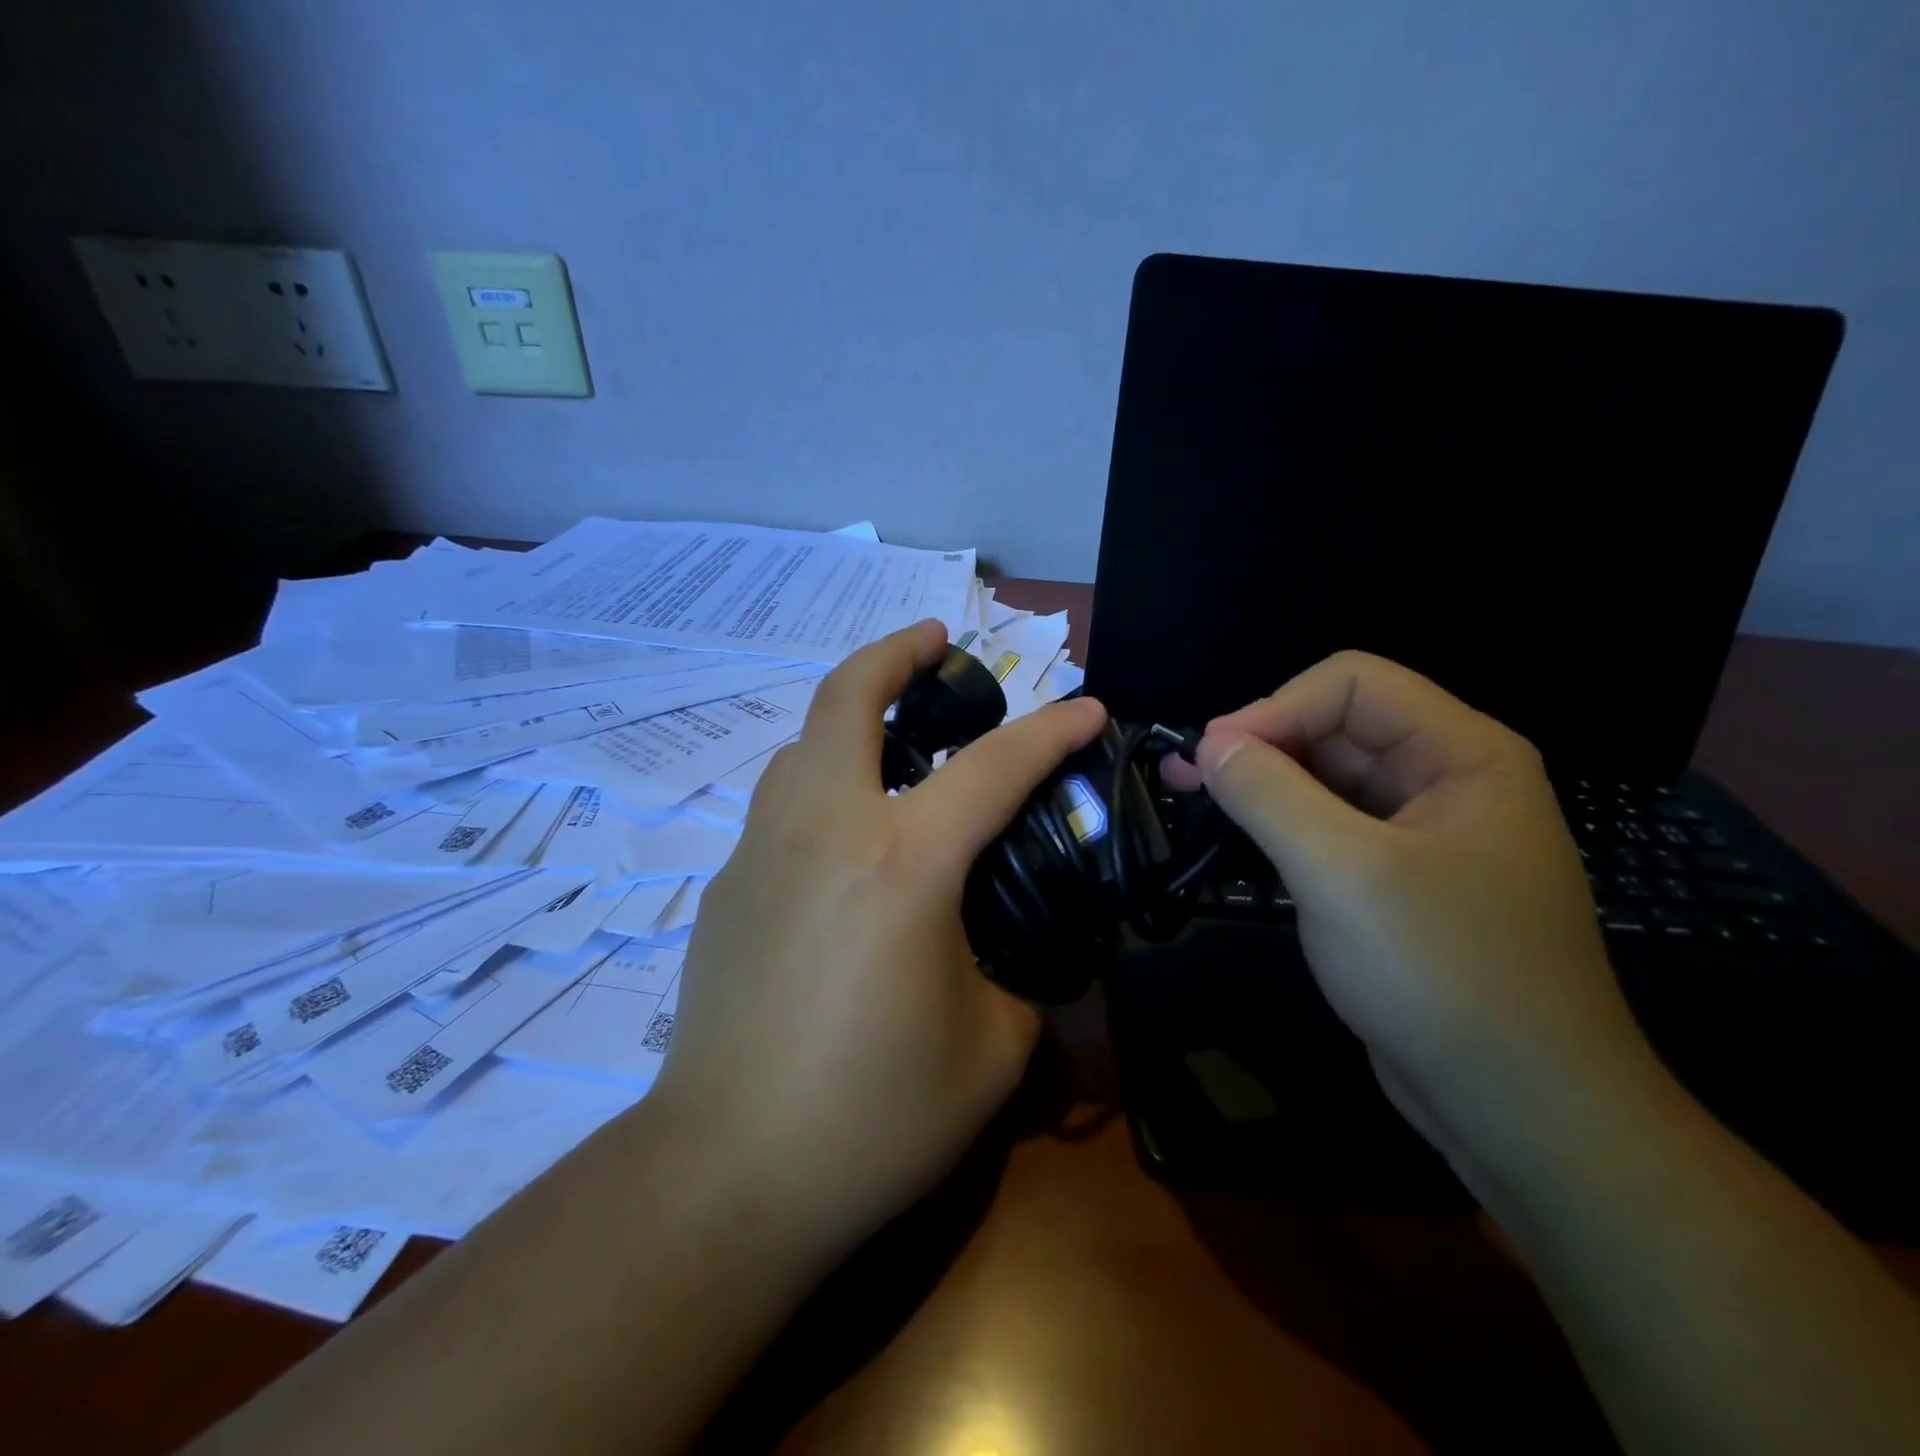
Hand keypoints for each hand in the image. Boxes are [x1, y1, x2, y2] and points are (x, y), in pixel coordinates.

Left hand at [653, 620, 1107, 1251]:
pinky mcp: (726, 887)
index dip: (1050, 729)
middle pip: (846, 697)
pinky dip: (820, 782)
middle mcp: (823, 830)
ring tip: (894, 741)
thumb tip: (1009, 956)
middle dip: (895, 652)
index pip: (994, 767)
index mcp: (901, 863)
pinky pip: (780, 802)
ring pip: (801, 742)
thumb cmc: (871, 1118)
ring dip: (850, 717)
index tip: (1086, 706)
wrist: (726, 1175)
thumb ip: (1017, 981)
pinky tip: (845, 835)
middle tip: (934, 641)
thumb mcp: (990, 1053)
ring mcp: (761, 852)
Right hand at [1170, 650, 1658, 1184]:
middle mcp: (1446, 780)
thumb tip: (1208, 743)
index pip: (1353, 685)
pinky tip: (1236, 839)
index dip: (1276, 708)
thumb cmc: (1444, 976)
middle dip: (1259, 743)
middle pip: (1336, 726)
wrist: (1520, 1111)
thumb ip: (1269, 794)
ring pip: (1326, 778)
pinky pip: (1329, 827)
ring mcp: (1421, 833)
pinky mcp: (1395, 880)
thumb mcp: (1344, 874)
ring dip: (1260, 784)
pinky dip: (1279, 825)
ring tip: (1193, 801)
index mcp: (1462, 755)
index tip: (1212, 757)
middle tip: (1184, 778)